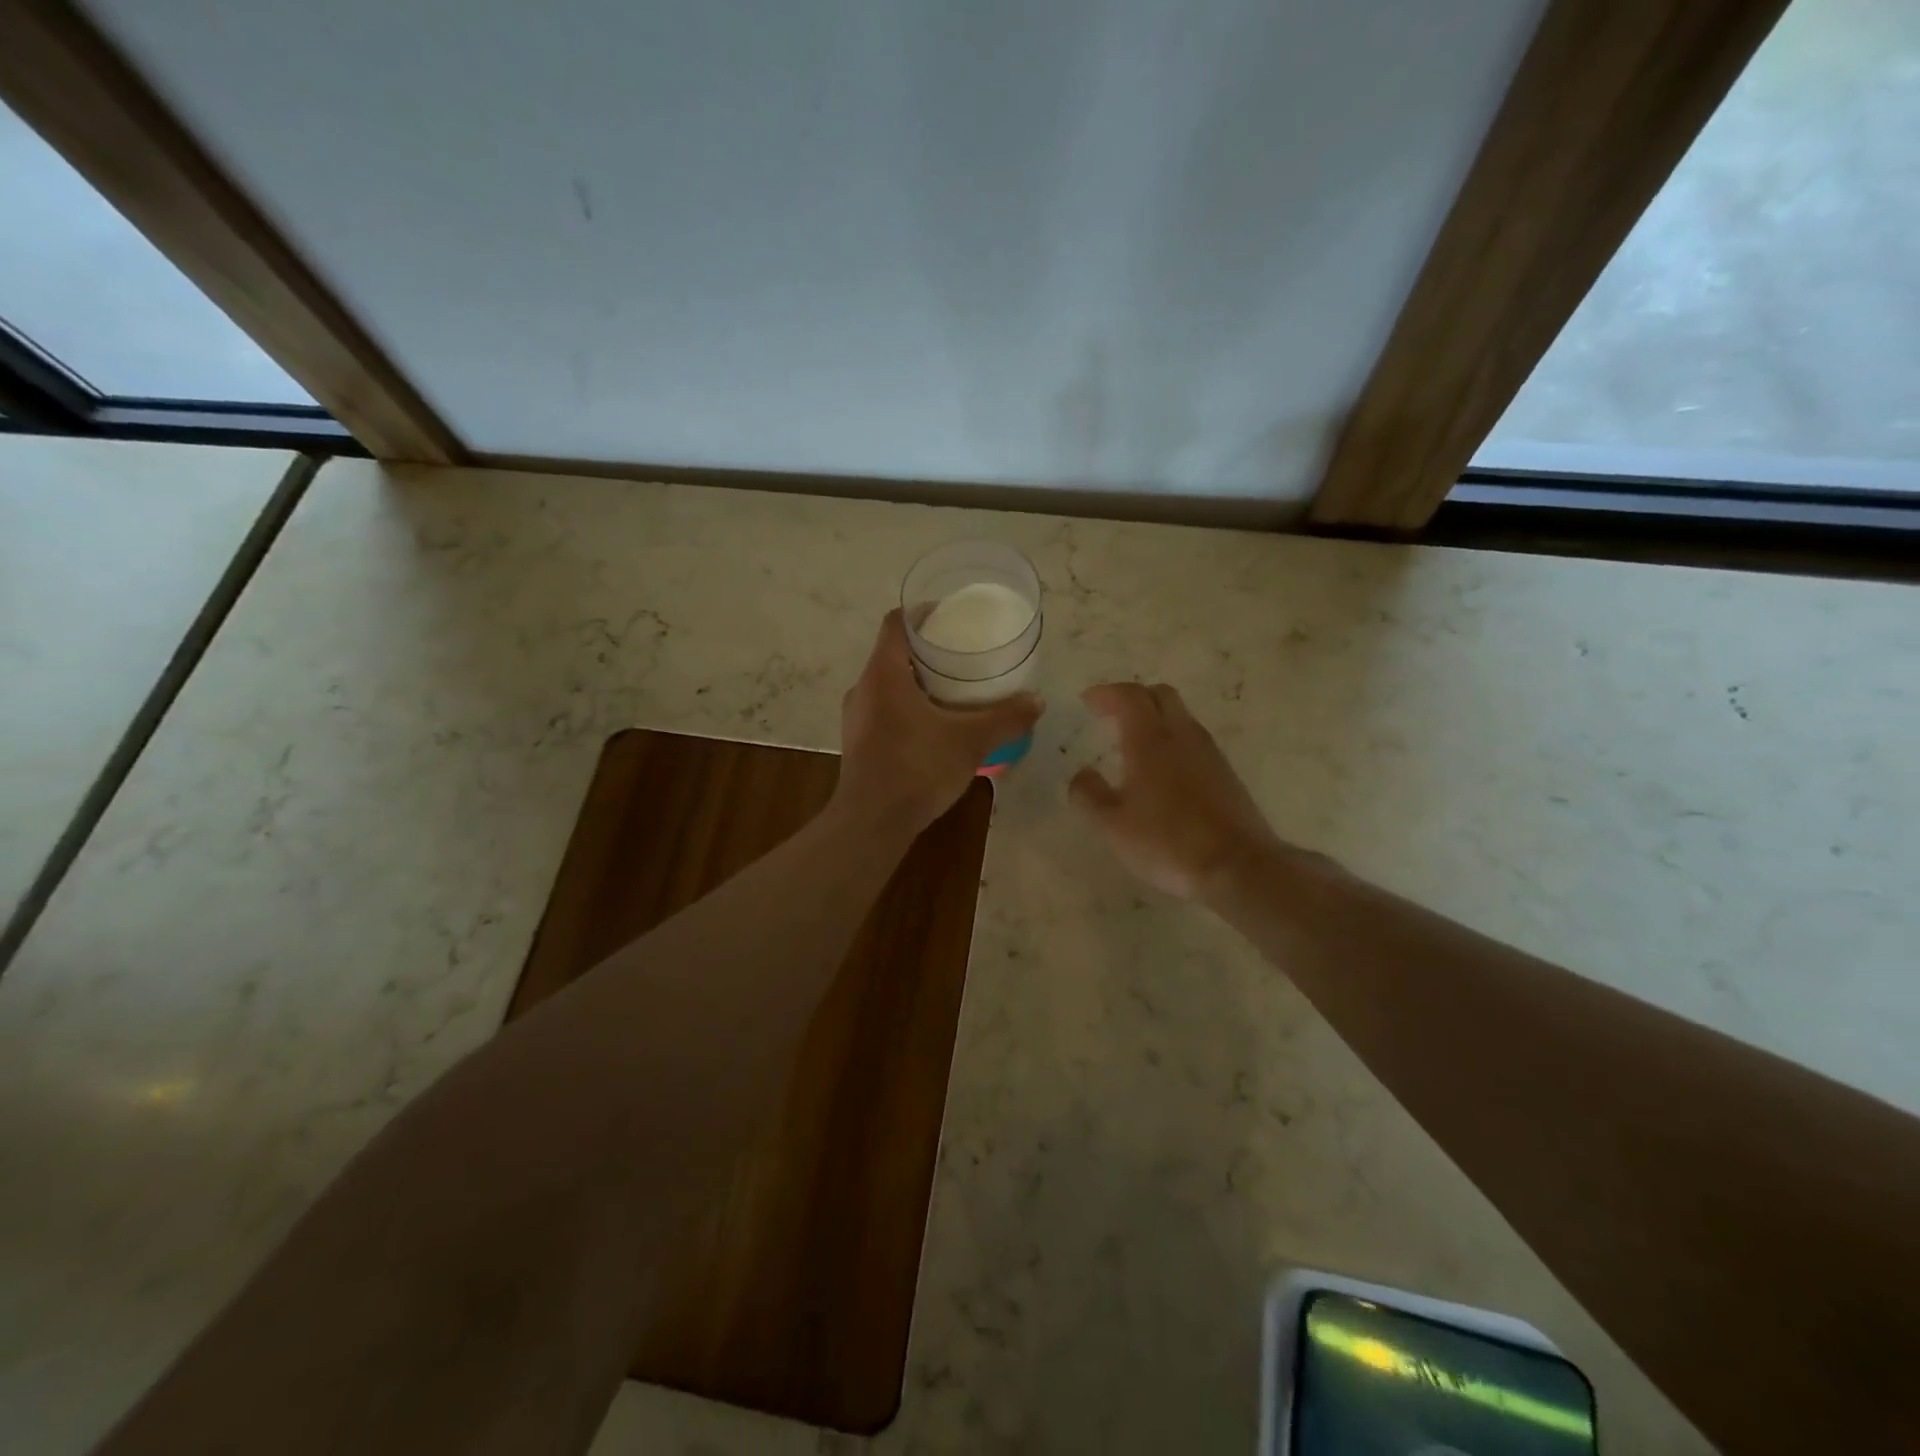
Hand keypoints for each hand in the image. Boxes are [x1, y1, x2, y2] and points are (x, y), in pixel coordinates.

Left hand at [834, 610, 1042, 837]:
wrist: (872, 822)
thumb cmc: (917, 768)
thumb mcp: (970, 741)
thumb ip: (1005, 718)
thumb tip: (1038, 700)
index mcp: (883, 674)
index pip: (896, 623)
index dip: (921, 613)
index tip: (950, 615)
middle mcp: (863, 688)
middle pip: (893, 653)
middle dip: (927, 651)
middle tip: (962, 655)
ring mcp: (856, 718)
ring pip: (888, 684)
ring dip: (917, 682)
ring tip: (953, 690)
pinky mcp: (858, 743)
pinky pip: (884, 710)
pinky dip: (908, 707)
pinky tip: (935, 727)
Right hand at [1070, 682, 1283, 901]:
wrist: (1237, 866)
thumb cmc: (1166, 842)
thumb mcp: (1112, 825)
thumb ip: (1088, 795)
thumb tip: (1081, 775)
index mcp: (1150, 740)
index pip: (1128, 696)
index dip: (1105, 693)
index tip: (1087, 701)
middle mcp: (1182, 736)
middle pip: (1160, 695)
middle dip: (1133, 697)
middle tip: (1110, 714)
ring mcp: (1209, 753)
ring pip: (1180, 717)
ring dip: (1155, 718)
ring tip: (1132, 742)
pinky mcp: (1226, 773)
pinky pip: (1193, 741)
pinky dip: (1172, 740)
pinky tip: (1162, 770)